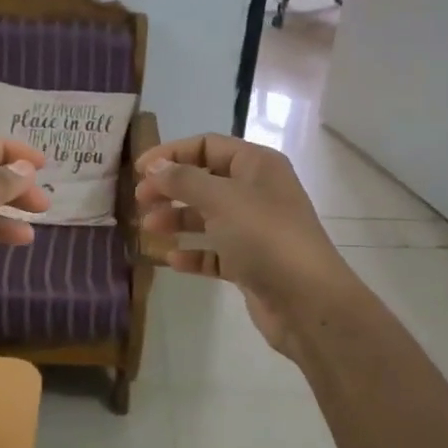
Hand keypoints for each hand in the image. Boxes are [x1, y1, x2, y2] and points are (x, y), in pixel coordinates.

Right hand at [133, 134, 350, 357]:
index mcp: (257, 166)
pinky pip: (215, 252)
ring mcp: (255, 229)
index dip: (171, 153)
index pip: (207, 145)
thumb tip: (155, 166)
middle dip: (171, 188)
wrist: (308, 301)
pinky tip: (172, 260)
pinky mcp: (251, 263)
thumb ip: (184, 179)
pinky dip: (194, 253)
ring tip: (148, 229)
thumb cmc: (264, 237)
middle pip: (205, 181)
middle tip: (139, 201)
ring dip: (177, 219)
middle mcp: (258, 192)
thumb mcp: (221, 199)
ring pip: (208, 217)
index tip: (139, 170)